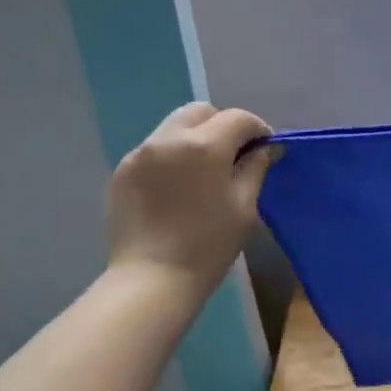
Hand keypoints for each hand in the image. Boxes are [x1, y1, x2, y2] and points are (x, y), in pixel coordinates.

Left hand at [107, 103, 274, 293]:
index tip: (266, 150)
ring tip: (206, 172)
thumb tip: (266, 149)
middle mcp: (168, 138)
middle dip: (223, 125)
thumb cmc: (208, 244)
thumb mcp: (244, 206)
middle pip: (201, 112)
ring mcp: (140, 153)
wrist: (152, 279)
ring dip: (196, 138)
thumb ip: (256, 168)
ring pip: (175, 127)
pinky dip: (173, 156)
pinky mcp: (123, 171)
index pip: (238, 118)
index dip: (258, 129)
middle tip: (235, 155)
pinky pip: (155, 149)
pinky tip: (180, 187)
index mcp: (203, 146)